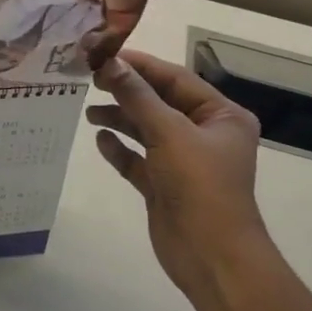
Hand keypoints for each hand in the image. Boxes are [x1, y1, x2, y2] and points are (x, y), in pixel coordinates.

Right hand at [85, 48, 271, 298]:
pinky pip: (138, 159)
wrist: (212, 256)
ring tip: (89, 111)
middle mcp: (205, 134)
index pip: (176, 79)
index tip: (104, 54)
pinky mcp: (164, 185)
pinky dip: (120, 149)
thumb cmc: (200, 186)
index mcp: (221, 116)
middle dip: (126, 92)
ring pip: (146, 130)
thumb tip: (109, 62)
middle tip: (90, 79)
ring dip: (120, 119)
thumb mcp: (169, 133)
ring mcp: (184, 161)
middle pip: (159, 102)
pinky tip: (100, 140)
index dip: (140, 66)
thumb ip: (137, 97)